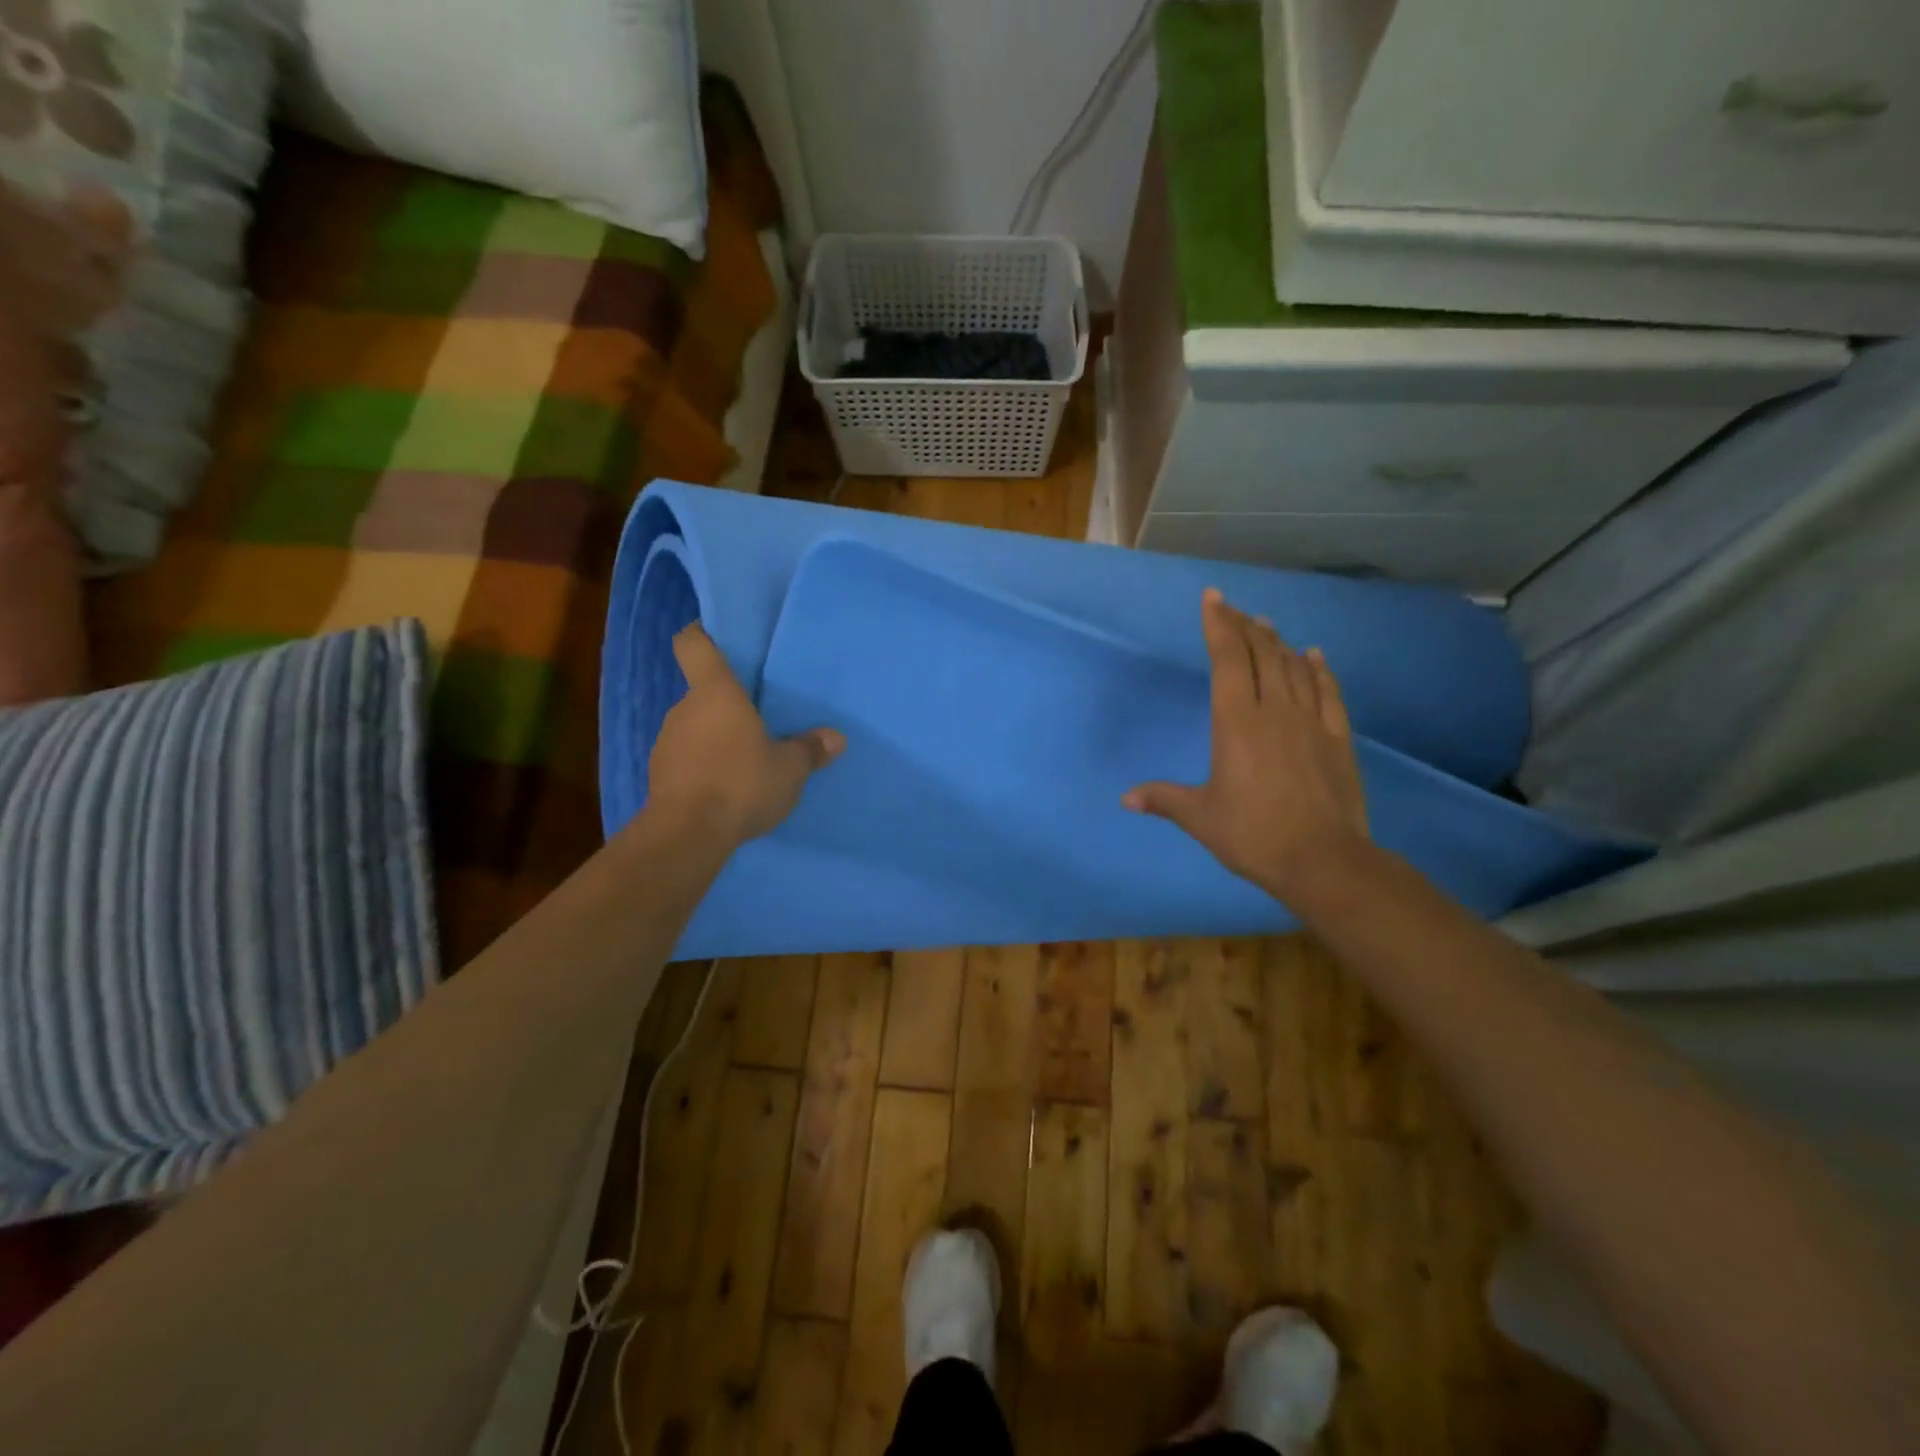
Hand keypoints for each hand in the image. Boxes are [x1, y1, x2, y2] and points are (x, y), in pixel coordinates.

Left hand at [646, 622, 844, 845]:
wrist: (688, 834)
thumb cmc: (741, 782)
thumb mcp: (789, 768)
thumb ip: (810, 749)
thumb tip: (836, 738)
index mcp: (715, 692)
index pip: (693, 643)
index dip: (702, 635)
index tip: (718, 638)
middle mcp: (685, 708)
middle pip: (702, 692)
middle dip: (727, 703)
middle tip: (757, 718)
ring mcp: (667, 742)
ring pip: (695, 727)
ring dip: (716, 737)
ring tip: (745, 759)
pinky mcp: (660, 775)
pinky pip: (687, 758)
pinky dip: (704, 765)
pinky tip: (726, 787)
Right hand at [1124, 589, 1369, 901]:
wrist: (1323, 860)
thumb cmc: (1253, 834)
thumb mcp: (1200, 817)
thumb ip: (1163, 799)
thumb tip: (1126, 798)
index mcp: (1236, 723)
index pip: (1227, 661)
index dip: (1219, 626)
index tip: (1213, 598)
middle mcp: (1274, 711)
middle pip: (1260, 655)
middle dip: (1244, 627)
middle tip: (1233, 607)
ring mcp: (1311, 722)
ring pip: (1293, 668)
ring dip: (1277, 643)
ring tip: (1266, 625)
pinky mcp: (1337, 739)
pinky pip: (1328, 692)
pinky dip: (1319, 670)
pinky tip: (1313, 656)